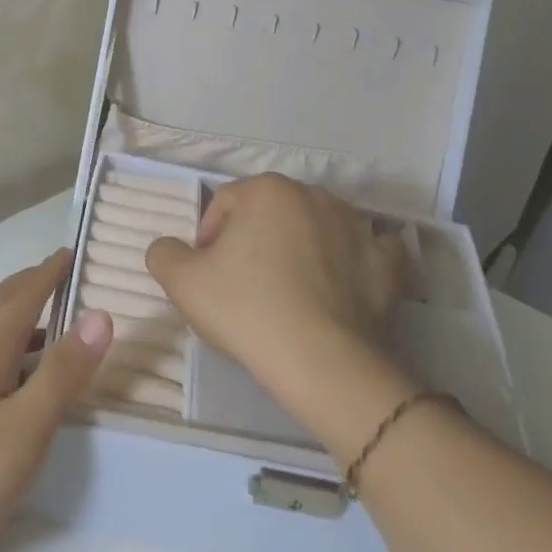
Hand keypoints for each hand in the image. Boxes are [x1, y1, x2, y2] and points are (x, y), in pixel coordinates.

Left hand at [0, 249, 111, 551]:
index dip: (46, 275)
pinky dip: (5, 349)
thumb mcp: (24, 428)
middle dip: (27, 285)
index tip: (69, 252)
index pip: (21, 300)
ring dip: (15, 315)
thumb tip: (98, 315)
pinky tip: (12, 379)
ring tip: (44, 322)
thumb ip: (62, 374)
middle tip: (55, 273)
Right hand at [145, 174, 408, 409]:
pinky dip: (351, 262)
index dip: (208, 240)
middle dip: (254, 241)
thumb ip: (164, 252)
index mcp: (267, 189)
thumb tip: (170, 248)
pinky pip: (365, 252)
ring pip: (315, 228)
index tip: (209, 277)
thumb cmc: (247, 310)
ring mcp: (356, 226)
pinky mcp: (387, 262)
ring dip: (299, 248)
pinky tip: (339, 284)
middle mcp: (314, 194)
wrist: (323, 362)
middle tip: (244, 286)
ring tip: (288, 293)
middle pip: (270, 213)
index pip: (224, 204)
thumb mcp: (181, 282)